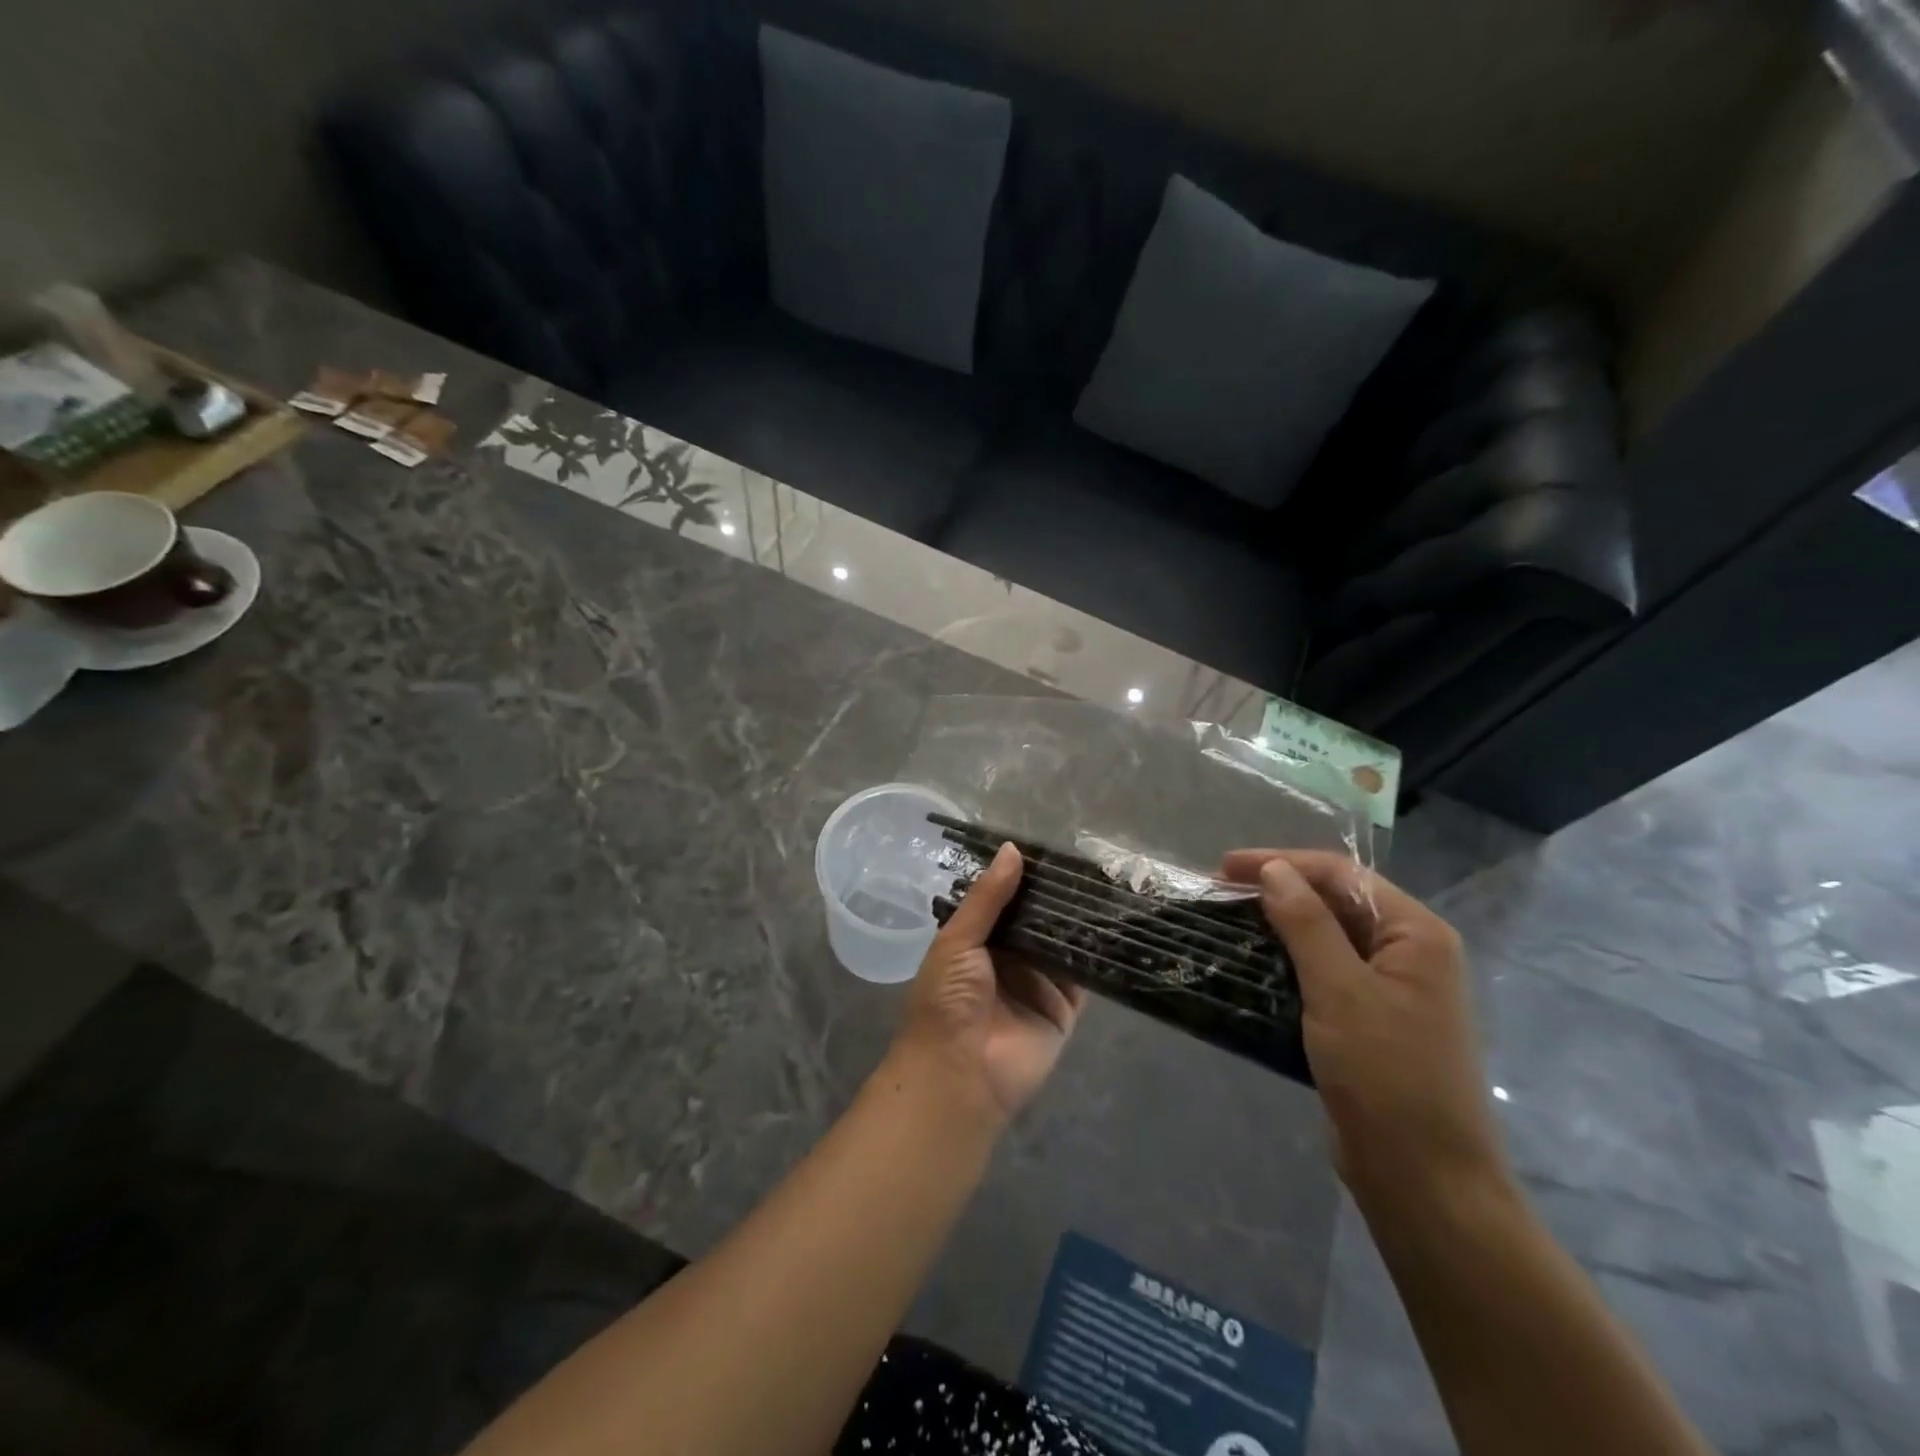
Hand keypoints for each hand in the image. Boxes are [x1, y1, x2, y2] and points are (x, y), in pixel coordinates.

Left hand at [891, 843, 1087, 1128]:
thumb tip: (1012, 849)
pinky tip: (1115, 924)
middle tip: (1089, 861)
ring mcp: (1037, 983)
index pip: (1004, 900)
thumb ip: (988, 898)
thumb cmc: (946, 1000)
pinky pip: (1082, 976)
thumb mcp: (958, 940)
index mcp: (976, 941)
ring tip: (1108, 882)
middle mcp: (1008, 958)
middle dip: (1056, 896)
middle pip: (1037, 919)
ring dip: (1078, 920)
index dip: (1023, 877)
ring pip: (1062, 943)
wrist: (958, 1074)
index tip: (1051, 846)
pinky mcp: (1063, 1008)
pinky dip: (1095, 954)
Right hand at [1220, 849, 1509, 1209]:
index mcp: (1416, 934)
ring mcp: (1391, 988)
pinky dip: (1288, 960)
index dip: (1281, 862)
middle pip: (1336, 900)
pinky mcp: (1369, 1020)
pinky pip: (1325, 972)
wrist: (1423, 1180)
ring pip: (1327, 936)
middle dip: (1278, 890)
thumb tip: (1273, 870)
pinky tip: (1252, 962)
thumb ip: (1306, 923)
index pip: (1342, 875)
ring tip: (1228, 922)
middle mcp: (1409, 952)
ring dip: (1279, 924)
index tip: (1223, 869)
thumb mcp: (1340, 990)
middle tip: (1218, 894)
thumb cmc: (1387, 1075)